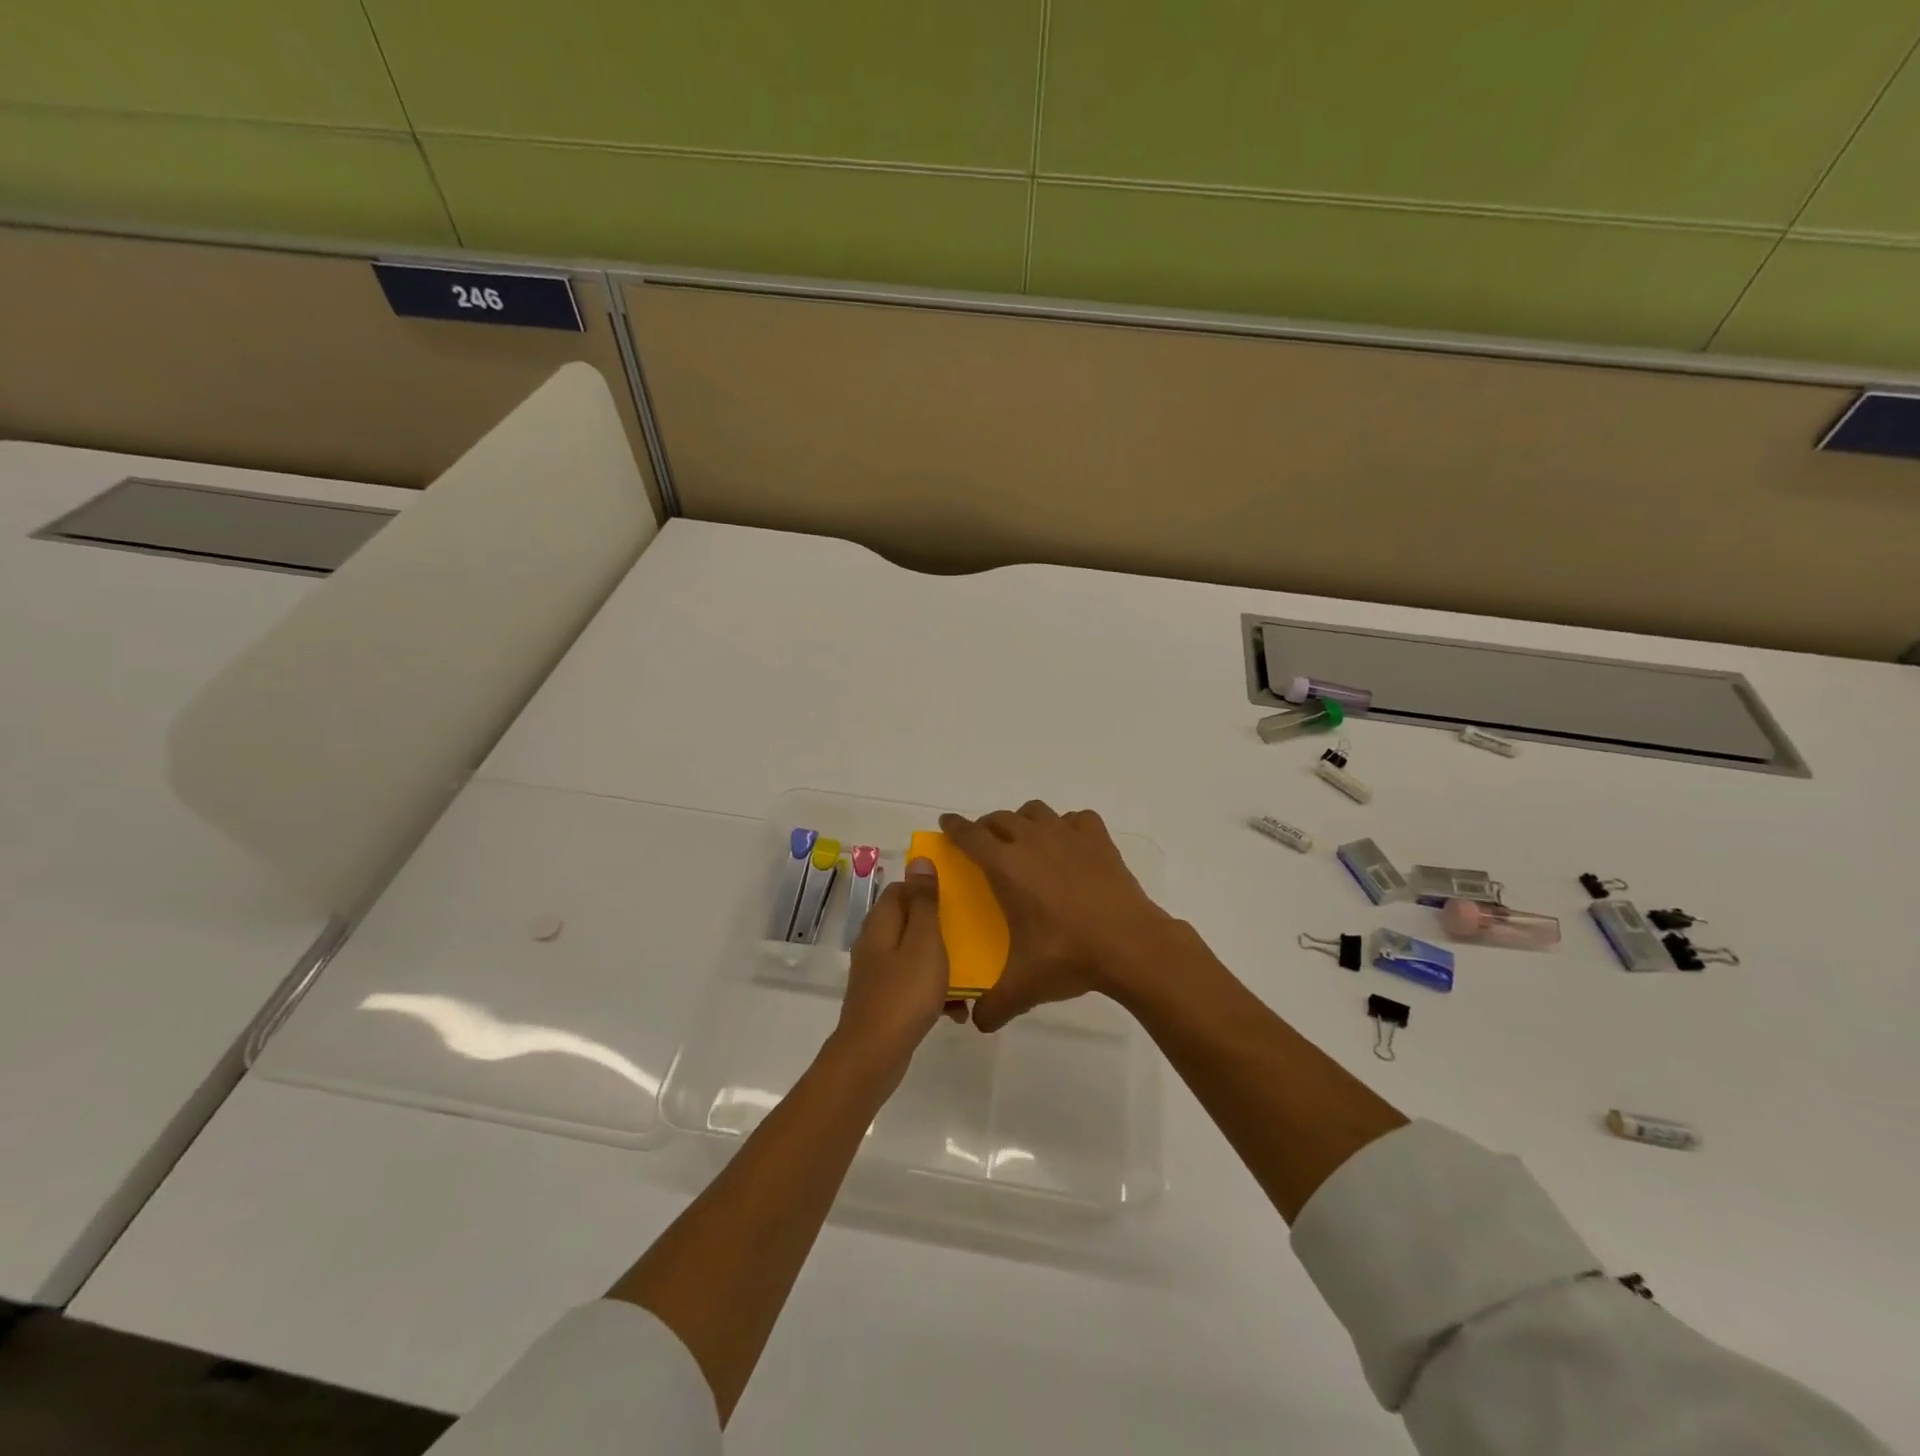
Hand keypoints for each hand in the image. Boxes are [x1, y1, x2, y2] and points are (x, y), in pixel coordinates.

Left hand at [831, 858, 966, 1082]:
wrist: (874, 1055)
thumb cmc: (904, 993)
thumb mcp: (924, 942)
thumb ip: (924, 902)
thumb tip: (918, 860)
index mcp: (881, 922)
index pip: (901, 888)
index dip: (928, 888)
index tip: (958, 895)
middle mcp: (875, 942)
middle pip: (910, 921)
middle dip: (941, 926)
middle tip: (971, 933)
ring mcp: (878, 973)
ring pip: (915, 954)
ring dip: (942, 961)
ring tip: (971, 973)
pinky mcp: (885, 999)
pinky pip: (914, 984)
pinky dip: (934, 990)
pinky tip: (958, 1008)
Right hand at [939, 802, 1179, 1033]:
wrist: (1130, 945)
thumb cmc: (1069, 957)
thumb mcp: (1024, 986)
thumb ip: (995, 1005)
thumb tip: (978, 1023)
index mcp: (1006, 867)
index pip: (970, 836)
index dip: (954, 827)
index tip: (946, 822)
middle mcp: (1032, 842)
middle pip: (1000, 818)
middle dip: (987, 826)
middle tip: (985, 845)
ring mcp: (1068, 836)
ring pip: (1036, 811)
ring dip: (1024, 821)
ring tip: (1026, 841)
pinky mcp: (1098, 840)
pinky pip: (1076, 819)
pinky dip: (1068, 826)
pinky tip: (1070, 845)